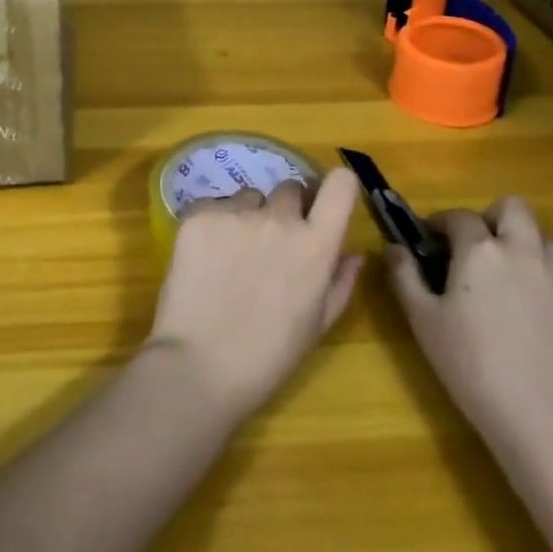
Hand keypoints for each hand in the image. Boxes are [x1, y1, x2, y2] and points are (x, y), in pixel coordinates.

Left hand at [147, 171, 364, 425]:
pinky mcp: (198, 215)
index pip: (340, 184)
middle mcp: (279, 218)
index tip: (323, 202)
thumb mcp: (317, 326)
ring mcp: (236, 213)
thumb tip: (354, 253)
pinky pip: (212, 205)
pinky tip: (205, 257)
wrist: (199, 367)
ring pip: (248, 197)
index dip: (334, 188)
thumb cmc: (268, 356)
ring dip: (247, 215)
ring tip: (232, 255)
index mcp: (316, 244)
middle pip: (290, 188)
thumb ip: (340, 283)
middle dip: (285, 210)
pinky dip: (213, 223)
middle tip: (270, 244)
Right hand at [386, 197, 552, 470]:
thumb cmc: (474, 368)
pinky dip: (551, 289)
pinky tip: (540, 326)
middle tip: (478, 248)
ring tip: (511, 283)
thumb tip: (393, 248)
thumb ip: (405, 277)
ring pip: (547, 242)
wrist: (550, 424)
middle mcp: (526, 252)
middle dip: (493, 218)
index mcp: (481, 251)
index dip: (441, 222)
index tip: (430, 238)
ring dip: (526, 248)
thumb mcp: (424, 323)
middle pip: (514, 209)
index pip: (459, 216)